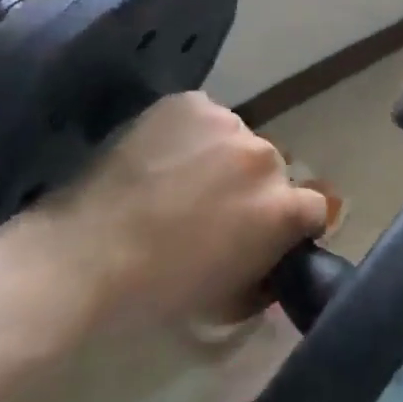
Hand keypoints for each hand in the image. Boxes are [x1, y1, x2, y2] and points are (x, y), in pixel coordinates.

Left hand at [0, 93, 328, 334]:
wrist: (87, 254)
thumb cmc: (160, 289)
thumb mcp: (230, 299)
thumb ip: (267, 274)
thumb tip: (273, 260)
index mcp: (282, 207)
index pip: (315, 206)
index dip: (290, 223)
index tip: (263, 233)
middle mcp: (264, 157)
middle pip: (273, 169)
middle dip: (252, 187)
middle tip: (212, 208)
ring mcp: (226, 123)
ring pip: (237, 139)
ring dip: (222, 157)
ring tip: (179, 180)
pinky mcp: (190, 102)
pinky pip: (204, 117)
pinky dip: (191, 134)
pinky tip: (161, 157)